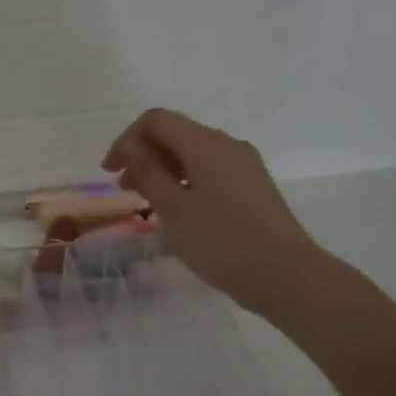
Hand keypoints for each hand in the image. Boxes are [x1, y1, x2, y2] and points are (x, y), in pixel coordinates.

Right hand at [102, 108, 321, 315]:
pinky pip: (210, 172)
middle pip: (176, 134)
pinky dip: (185, 182)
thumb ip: (148, 172)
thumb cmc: (221, 241)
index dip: (126, 139)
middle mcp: (227, 145)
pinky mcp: (253, 187)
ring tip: (148, 204)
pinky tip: (180, 212)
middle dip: (144, 155)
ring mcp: (244, 166)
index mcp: (206, 143)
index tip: (110, 172)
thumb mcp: (173, 209)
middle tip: (125, 190)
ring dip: (164, 170)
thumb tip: (131, 147)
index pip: (156, 120)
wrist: (286, 276)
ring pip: (193, 154)